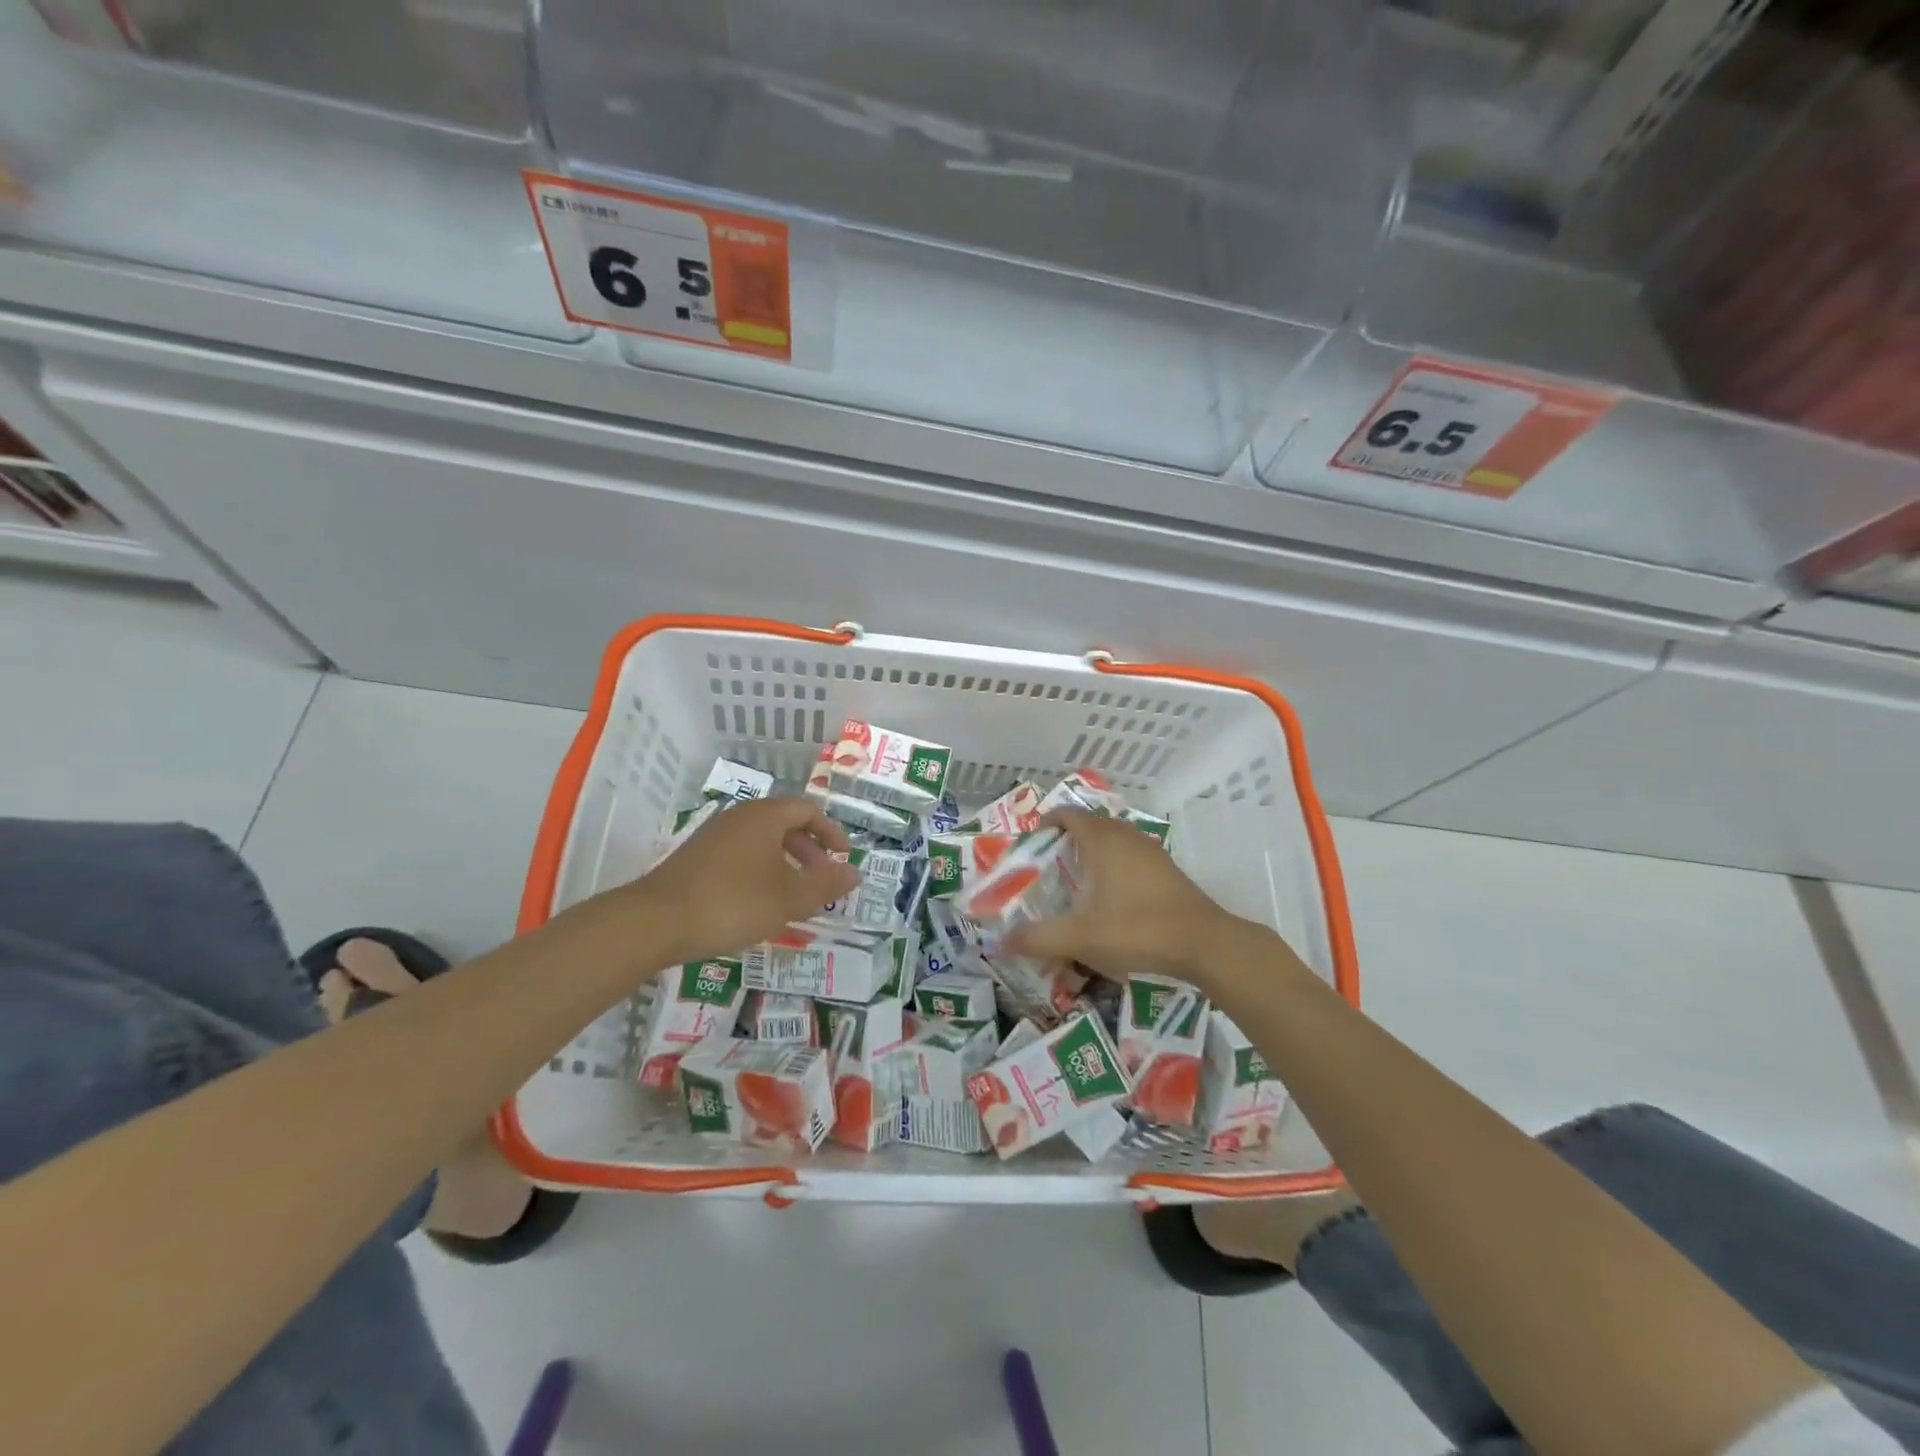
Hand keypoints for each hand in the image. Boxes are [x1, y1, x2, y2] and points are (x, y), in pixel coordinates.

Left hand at [631, 797, 859, 965]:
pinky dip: (761, 870)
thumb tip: (856, 873)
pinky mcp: (697, 857)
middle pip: (785, 823)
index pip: (809, 810)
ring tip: (794, 896)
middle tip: (822, 879)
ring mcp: (714, 835)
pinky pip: (741, 854)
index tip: (843, 858)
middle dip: (810, 850)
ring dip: (786, 863)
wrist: (656, 921)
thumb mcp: (789, 898)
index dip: (832, 833)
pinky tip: (759, 903)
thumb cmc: (733, 903)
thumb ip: (826, 885)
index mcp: (766, 816)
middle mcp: (740, 817)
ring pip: (762, 840)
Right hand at [1004, 809, 1250, 989]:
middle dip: (1067, 840)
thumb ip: (1039, 938)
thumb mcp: (1081, 938)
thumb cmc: (1138, 929)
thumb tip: (1002, 941)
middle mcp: (1126, 836)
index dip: (1046, 824)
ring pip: (1114, 840)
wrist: (1205, 944)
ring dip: (1093, 852)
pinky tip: (1111, 899)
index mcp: (1102, 841)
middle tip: (1049, 868)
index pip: (1068, 815)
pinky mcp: (1168, 870)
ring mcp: (1151, 851)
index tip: (1032, 846)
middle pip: (1090, 825)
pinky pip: (1131, 855)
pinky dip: (1114, 866)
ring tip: (1077, 883)